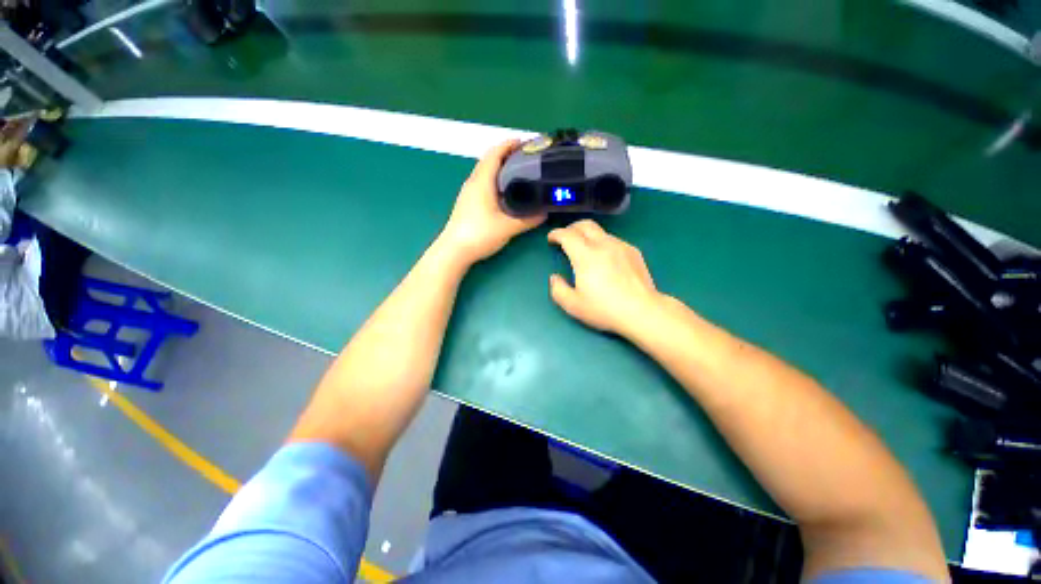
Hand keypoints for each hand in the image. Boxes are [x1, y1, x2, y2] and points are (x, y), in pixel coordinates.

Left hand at [439, 140, 545, 264]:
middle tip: (527, 159)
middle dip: (507, 155)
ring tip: (520, 174)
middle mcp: (473, 182)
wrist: (454, 250)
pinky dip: (495, 180)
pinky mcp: (467, 203)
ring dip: (500, 168)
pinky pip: (483, 183)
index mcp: (482, 181)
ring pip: (485, 172)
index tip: (526, 143)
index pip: (495, 153)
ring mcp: (468, 193)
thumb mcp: (508, 227)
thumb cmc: (479, 234)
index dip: (509, 144)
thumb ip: (528, 219)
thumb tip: (545, 213)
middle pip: (489, 160)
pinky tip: (505, 193)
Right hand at [548, 220, 662, 335]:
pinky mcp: (633, 251)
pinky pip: (613, 240)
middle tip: (565, 239)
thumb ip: (558, 289)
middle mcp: (603, 244)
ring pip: (600, 232)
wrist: (642, 311)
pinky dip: (603, 243)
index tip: (551, 240)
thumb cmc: (604, 309)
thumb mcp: (573, 305)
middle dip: (571, 228)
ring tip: (585, 250)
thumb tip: (555, 278)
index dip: (556, 234)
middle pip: (585, 224)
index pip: (567, 234)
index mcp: (586, 256)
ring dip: (588, 236)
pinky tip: (604, 259)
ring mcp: (621, 246)